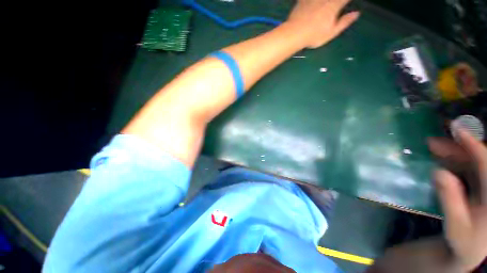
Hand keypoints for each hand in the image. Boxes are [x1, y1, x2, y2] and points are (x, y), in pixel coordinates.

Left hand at [286, 0, 359, 47]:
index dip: (347, 0)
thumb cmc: (314, 35)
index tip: (347, 3)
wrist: (294, 33)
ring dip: (323, 2)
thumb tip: (357, 13)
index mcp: (334, 5)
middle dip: (337, 2)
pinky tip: (311, 3)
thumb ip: (344, 22)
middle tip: (335, 5)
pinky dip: (310, 1)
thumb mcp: (331, 33)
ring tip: (325, 5)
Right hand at [429, 128, 486, 270]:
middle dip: (457, 147)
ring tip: (431, 146)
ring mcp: (486, 187)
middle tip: (432, 141)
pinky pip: (468, 170)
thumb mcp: (456, 226)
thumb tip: (438, 172)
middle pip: (478, 160)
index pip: (486, 164)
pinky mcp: (479, 188)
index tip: (456, 129)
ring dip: (453, 153)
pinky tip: (439, 160)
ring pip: (472, 162)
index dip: (473, 145)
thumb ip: (451, 201)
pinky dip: (453, 162)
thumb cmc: (463, 241)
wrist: (468, 250)